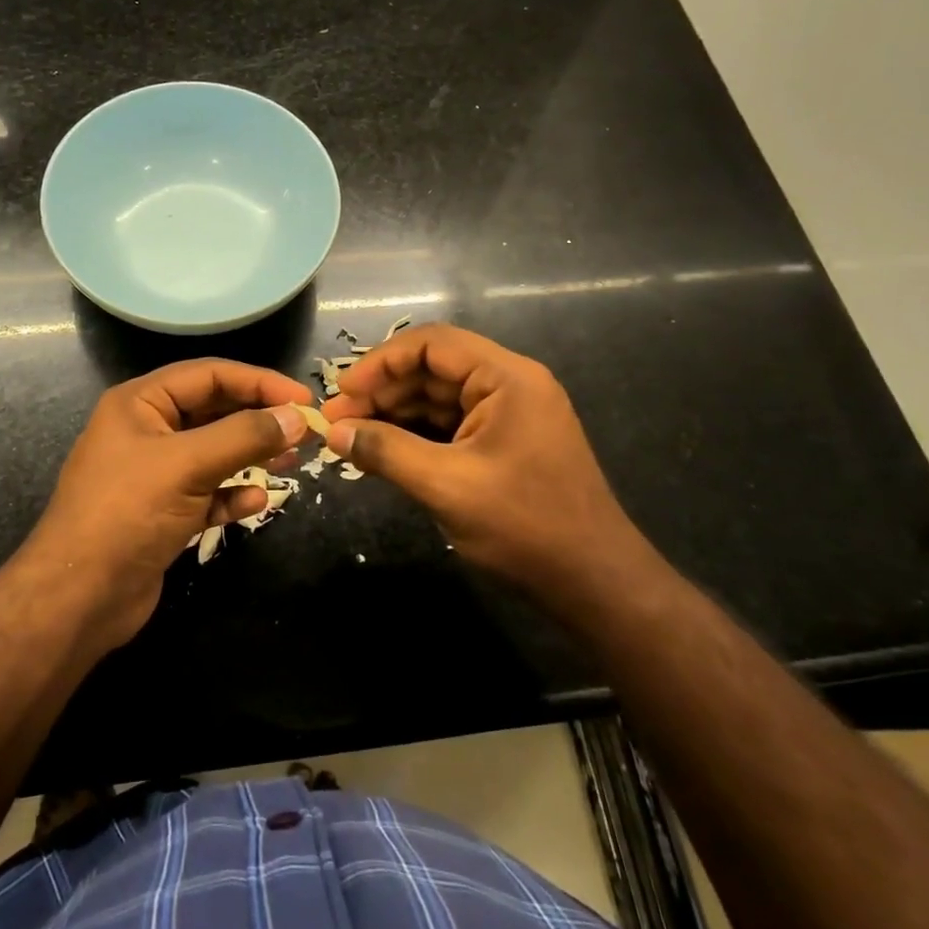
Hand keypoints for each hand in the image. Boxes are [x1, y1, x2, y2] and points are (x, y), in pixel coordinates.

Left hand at [24, 360, 312, 648]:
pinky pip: (207, 492)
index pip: (209, 375)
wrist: (78, 598)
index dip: (259, 381)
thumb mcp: (188, 465)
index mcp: (141, 403)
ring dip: (251, 455)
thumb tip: (297, 416)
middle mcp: (146, 430)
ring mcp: (153, 473)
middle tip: (304, 430)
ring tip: (291, 461)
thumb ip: (245, 436)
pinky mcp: (162, 512)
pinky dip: (231, 493)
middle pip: (213, 410)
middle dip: (258, 418)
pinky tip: (256, 501)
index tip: (303, 398)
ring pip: (213, 452)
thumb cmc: (128, 513)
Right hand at [321, 324, 644, 593]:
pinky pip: (451, 426)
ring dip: (394, 415)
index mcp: (507, 378)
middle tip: (336, 422)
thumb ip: (386, 452)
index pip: (432, 344)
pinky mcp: (504, 444)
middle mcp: (510, 385)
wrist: (594, 584)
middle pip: (433, 370)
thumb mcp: (446, 486)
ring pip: (438, 399)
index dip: (381, 362)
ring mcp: (509, 415)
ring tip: (350, 438)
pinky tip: (382, 453)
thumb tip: (333, 432)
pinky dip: (415, 437)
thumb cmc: (525, 526)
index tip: (342, 392)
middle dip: (382, 392)